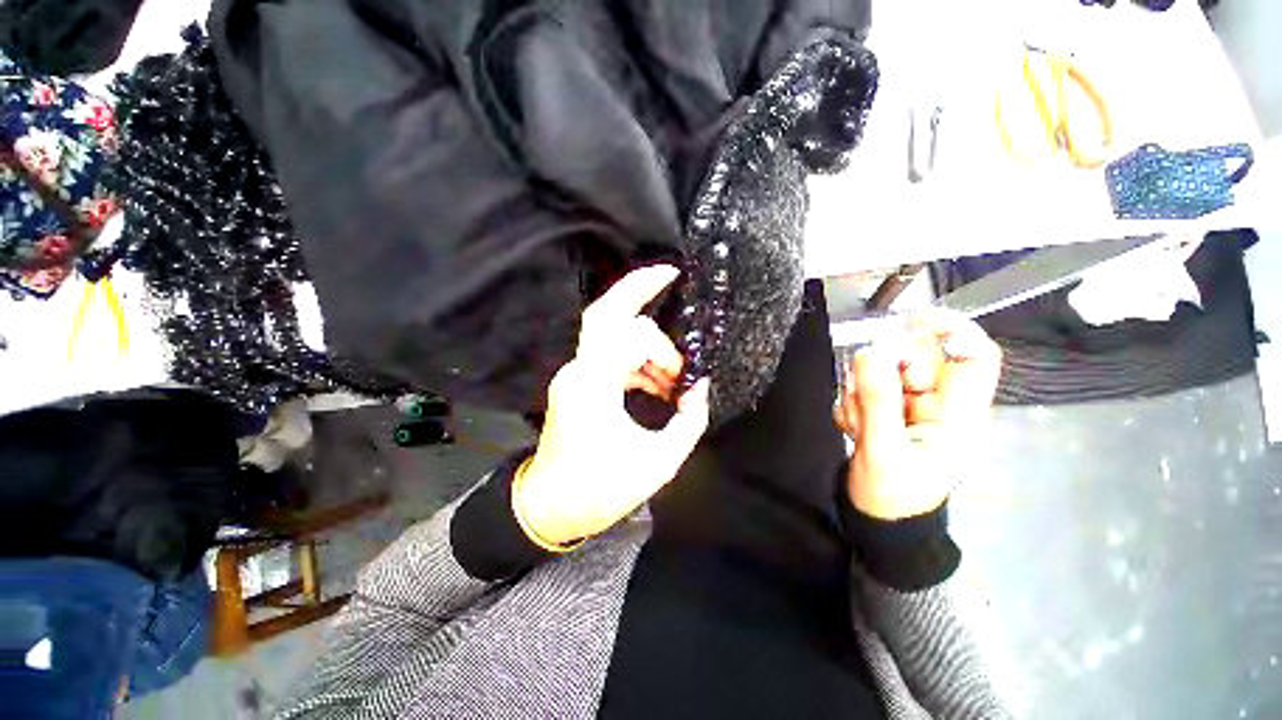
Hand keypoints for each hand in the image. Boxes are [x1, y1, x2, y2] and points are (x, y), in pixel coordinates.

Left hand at [514, 265, 711, 545]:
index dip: (665, 347)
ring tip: (672, 378)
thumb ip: (688, 421)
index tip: (686, 374)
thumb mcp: (658, 462)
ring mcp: (576, 374)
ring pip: (611, 333)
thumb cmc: (601, 489)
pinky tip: (657, 385)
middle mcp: (579, 370)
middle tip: (669, 273)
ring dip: (646, 344)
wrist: (551, 506)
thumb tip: (699, 388)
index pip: (631, 337)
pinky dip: (637, 360)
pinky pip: (611, 354)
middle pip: (604, 311)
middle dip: (638, 287)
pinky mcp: (579, 381)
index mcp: (594, 386)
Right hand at [834, 310, 1001, 520]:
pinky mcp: (885, 409)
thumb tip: (869, 352)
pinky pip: (863, 386)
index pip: (974, 357)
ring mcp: (909, 406)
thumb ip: (878, 402)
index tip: (910, 320)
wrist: (876, 520)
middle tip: (862, 398)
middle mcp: (938, 403)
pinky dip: (851, 403)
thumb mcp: (883, 451)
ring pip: (883, 371)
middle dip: (882, 372)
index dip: (952, 330)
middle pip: (917, 359)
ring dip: (860, 393)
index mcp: (958, 415)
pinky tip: (853, 430)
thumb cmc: (892, 496)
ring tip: (858, 427)